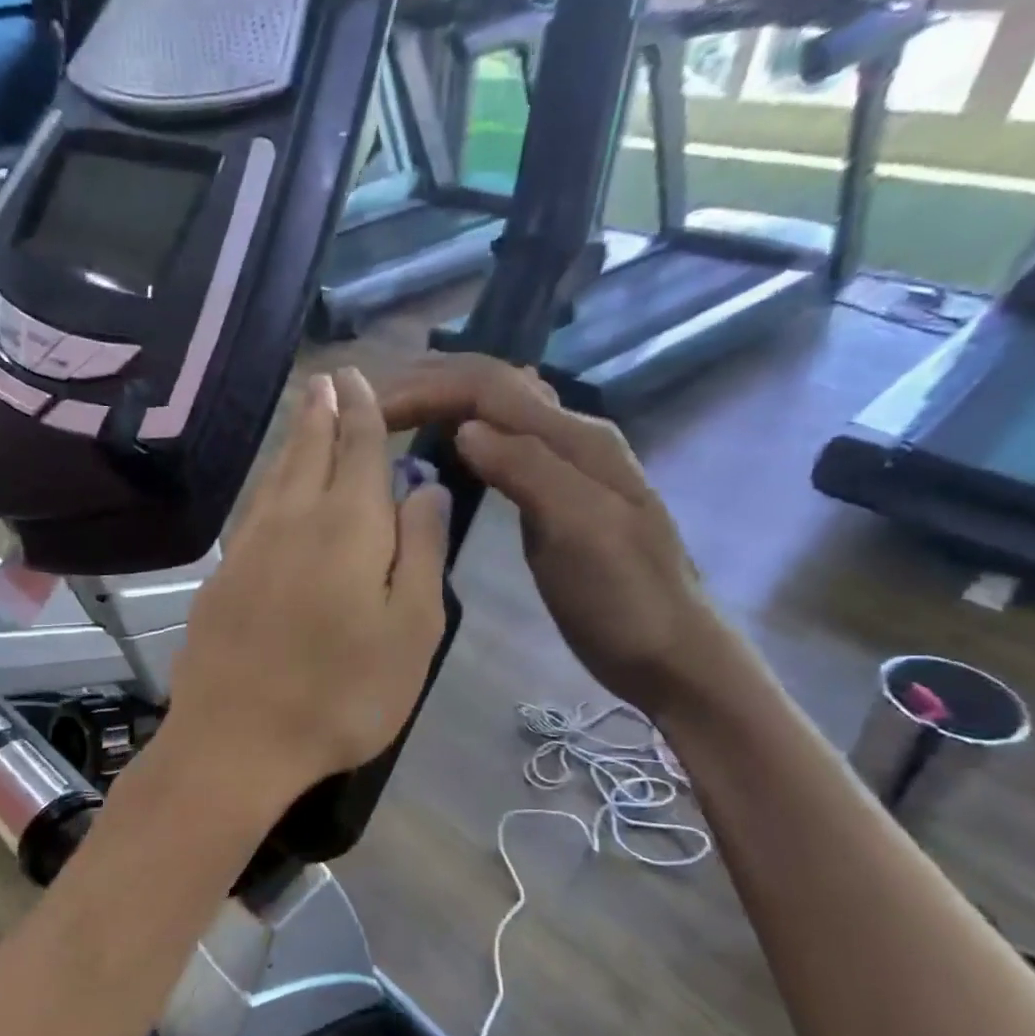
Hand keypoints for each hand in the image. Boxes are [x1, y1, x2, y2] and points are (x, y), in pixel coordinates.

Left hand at [166, 368, 450, 804]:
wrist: (236, 741)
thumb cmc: (342, 694)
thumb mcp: (411, 630)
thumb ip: (421, 551)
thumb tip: (426, 488)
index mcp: (348, 525)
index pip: (360, 449)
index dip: (364, 412)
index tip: (360, 379)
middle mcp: (293, 520)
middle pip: (309, 450)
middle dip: (323, 411)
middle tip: (328, 378)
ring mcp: (249, 547)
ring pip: (275, 476)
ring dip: (293, 439)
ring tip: (303, 411)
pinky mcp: (222, 576)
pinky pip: (252, 509)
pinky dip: (267, 483)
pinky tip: (271, 487)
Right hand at [382, 354, 727, 719]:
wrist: (668, 651)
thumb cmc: (623, 599)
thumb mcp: (581, 531)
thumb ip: (528, 471)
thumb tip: (465, 429)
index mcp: (574, 438)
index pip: (489, 387)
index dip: (426, 388)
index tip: (368, 411)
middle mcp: (568, 437)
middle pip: (491, 386)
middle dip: (427, 384)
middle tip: (366, 404)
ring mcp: (561, 467)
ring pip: (494, 411)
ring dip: (441, 401)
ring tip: (391, 415)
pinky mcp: (550, 496)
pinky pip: (500, 445)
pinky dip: (460, 433)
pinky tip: (441, 445)